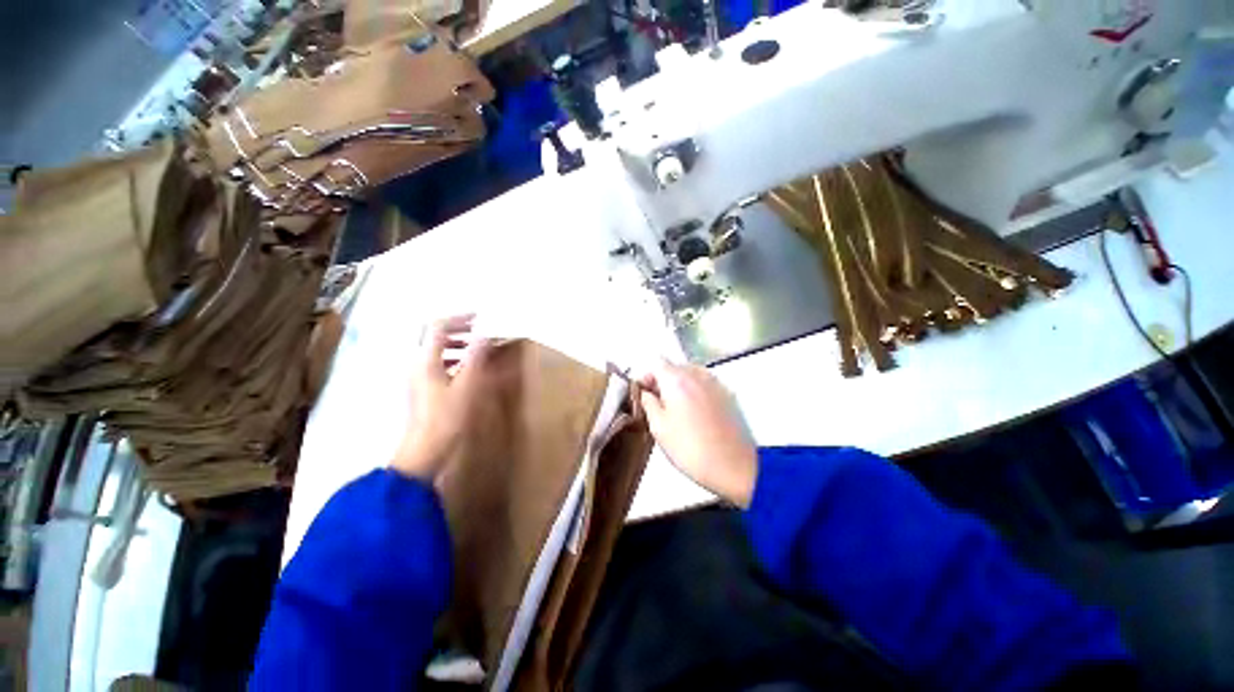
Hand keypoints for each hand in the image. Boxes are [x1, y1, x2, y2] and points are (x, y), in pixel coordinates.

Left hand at [391, 314, 493, 480]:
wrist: (424, 450)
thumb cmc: (447, 417)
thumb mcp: (467, 386)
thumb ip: (475, 358)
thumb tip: (484, 335)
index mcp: (425, 360)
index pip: (437, 327)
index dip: (458, 319)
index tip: (480, 318)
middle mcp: (417, 364)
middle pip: (432, 336)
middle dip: (457, 330)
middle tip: (480, 331)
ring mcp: (417, 377)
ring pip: (434, 350)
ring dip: (455, 344)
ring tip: (477, 348)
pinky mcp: (421, 388)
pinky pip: (435, 364)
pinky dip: (452, 359)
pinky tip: (466, 369)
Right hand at [639, 361, 757, 506]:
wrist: (734, 467)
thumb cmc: (693, 450)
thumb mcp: (658, 428)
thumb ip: (648, 403)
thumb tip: (645, 393)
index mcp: (677, 380)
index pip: (656, 364)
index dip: (647, 377)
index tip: (643, 393)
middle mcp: (698, 375)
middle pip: (674, 367)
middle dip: (663, 382)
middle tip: (658, 405)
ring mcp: (715, 383)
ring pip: (690, 375)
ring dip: (680, 386)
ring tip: (677, 412)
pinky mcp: (728, 394)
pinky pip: (705, 385)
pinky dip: (696, 392)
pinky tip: (695, 415)